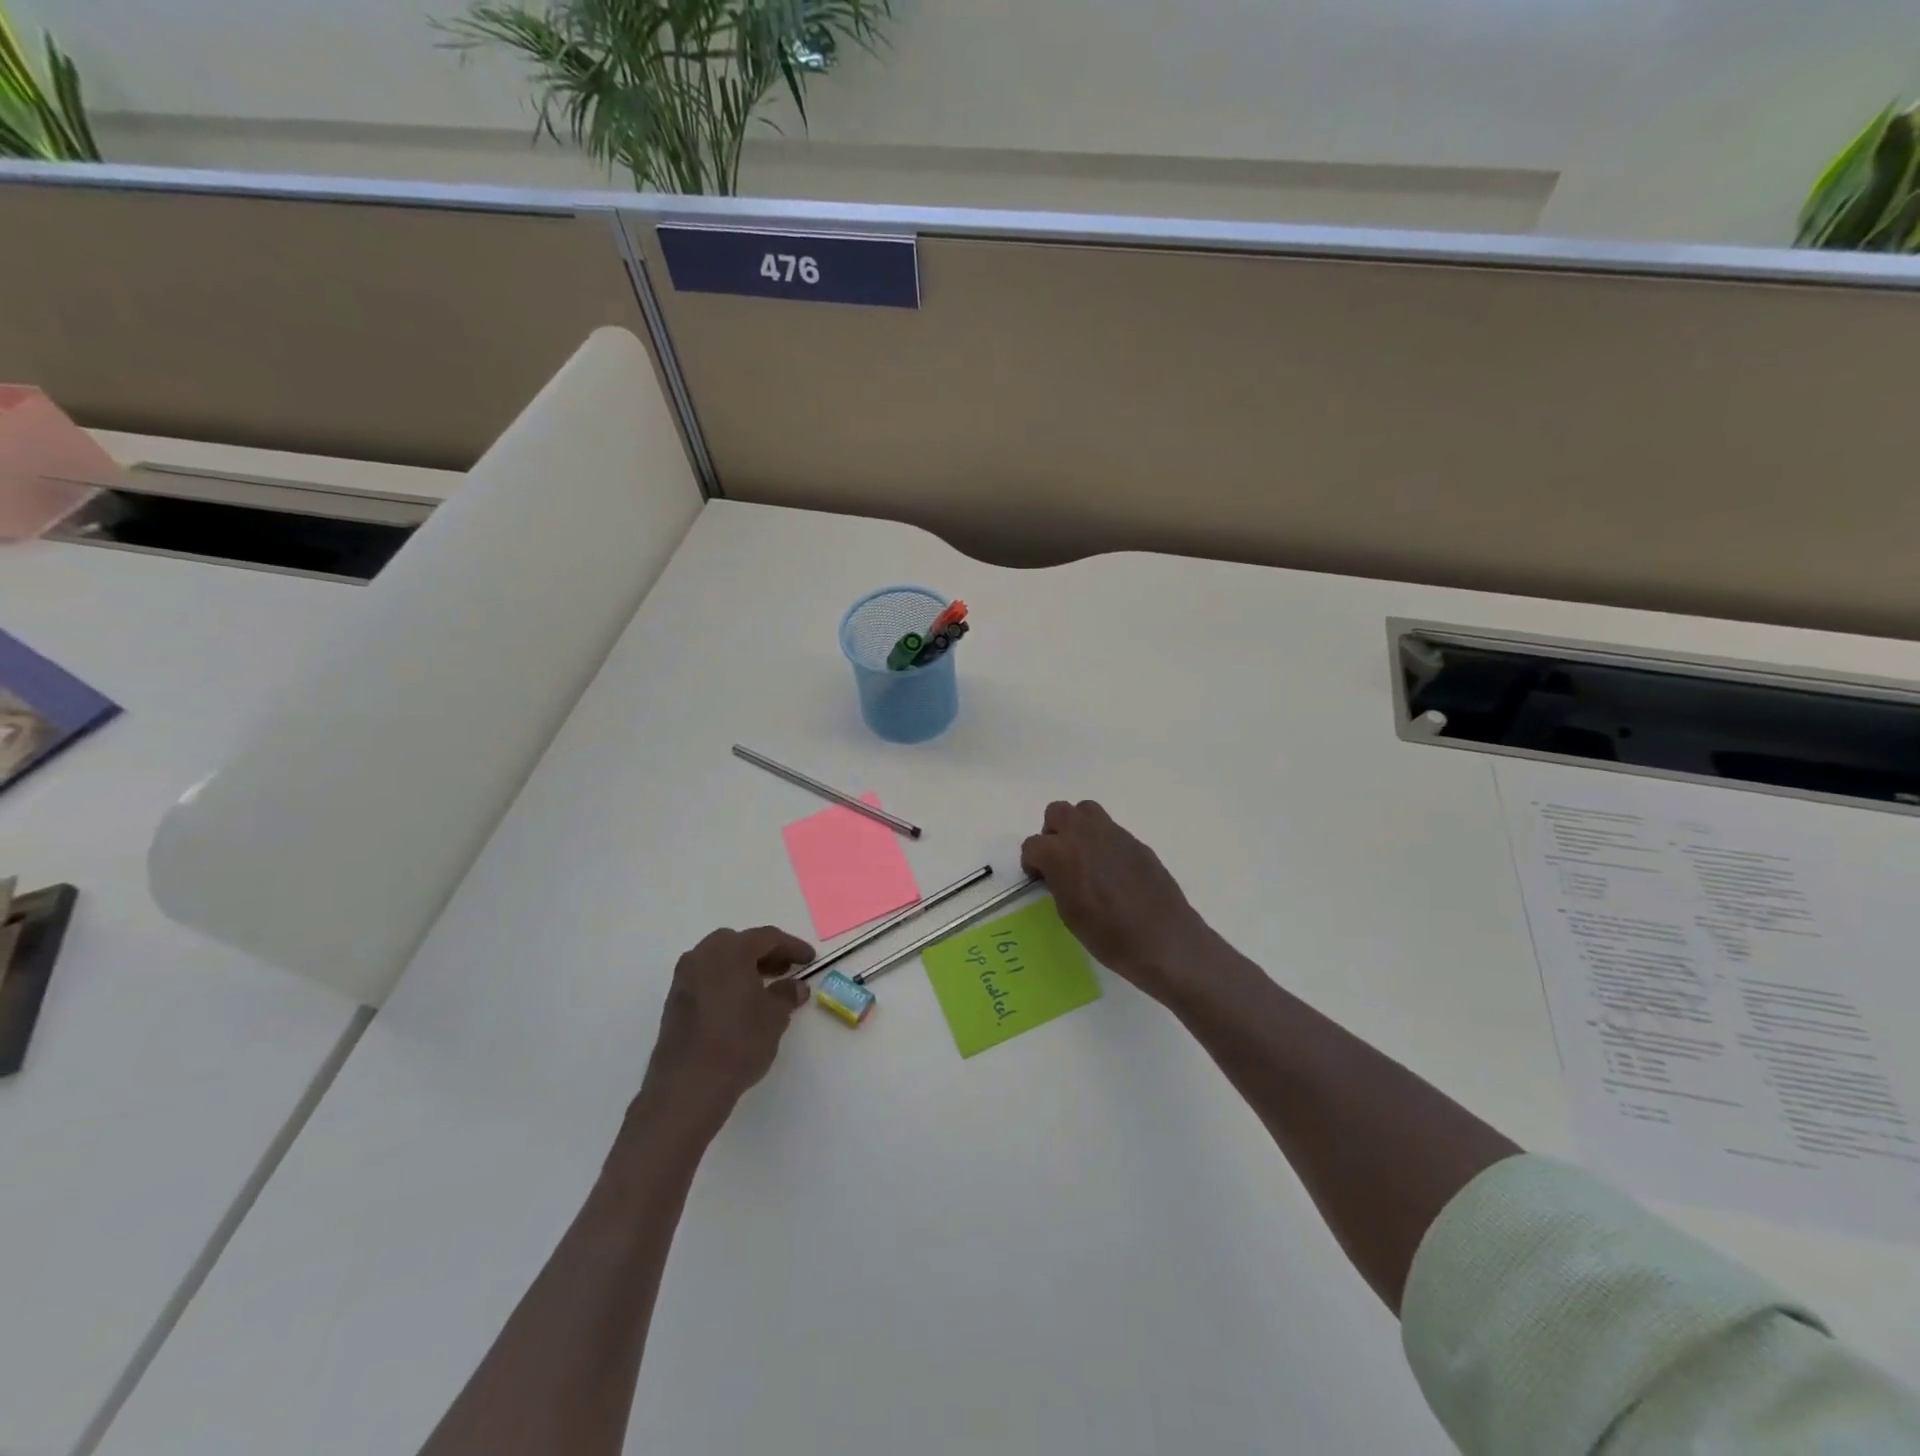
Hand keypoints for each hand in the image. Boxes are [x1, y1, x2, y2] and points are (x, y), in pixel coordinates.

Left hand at [639, 926, 814, 1128]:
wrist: (688, 1086)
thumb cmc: (738, 1042)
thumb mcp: (774, 1017)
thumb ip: (787, 994)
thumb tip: (796, 987)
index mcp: (730, 951)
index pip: (767, 937)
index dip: (792, 946)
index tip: (809, 959)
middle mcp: (703, 956)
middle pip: (739, 943)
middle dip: (765, 953)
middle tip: (786, 969)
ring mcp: (684, 978)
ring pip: (720, 959)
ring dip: (744, 967)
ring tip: (765, 986)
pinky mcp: (675, 1001)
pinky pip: (707, 978)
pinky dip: (726, 981)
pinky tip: (740, 1002)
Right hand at [1020, 800, 1212, 1002]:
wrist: (1163, 939)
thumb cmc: (1108, 935)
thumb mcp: (1069, 914)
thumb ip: (1058, 883)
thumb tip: (1059, 873)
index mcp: (1061, 853)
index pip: (1032, 845)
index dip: (1032, 863)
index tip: (1040, 879)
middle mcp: (1085, 834)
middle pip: (1057, 812)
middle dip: (1053, 833)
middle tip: (1059, 860)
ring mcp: (1113, 834)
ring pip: (1086, 811)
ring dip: (1079, 828)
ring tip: (1085, 858)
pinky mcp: (1136, 842)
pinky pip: (1112, 831)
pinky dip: (1104, 843)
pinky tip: (1113, 872)